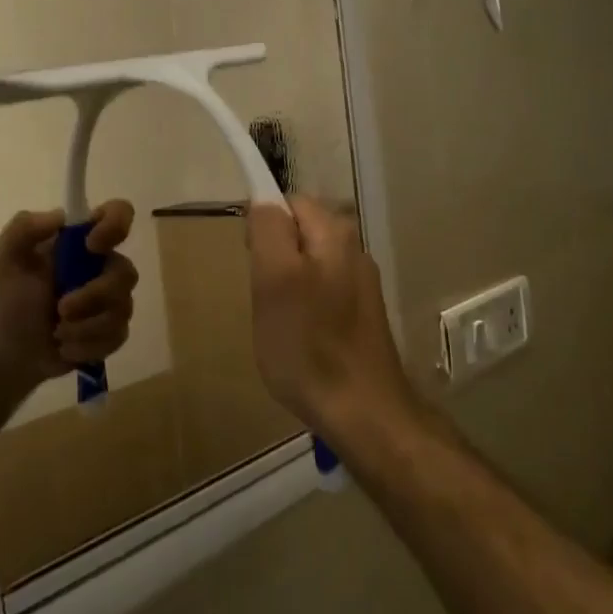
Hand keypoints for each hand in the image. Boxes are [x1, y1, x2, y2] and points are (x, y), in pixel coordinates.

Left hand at [0, 201, 138, 438]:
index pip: (118, 213)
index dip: (116, 224)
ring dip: (84, 326)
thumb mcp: (2, 259)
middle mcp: (104, 266)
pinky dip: (86, 345)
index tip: (92, 245)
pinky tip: (65, 347)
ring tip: (58, 333)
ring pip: (122, 308)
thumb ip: (22, 229)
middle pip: (126, 272)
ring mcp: (114, 300)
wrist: (12, 351)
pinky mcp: (115, 331)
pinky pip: (117, 336)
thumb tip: (60, 216)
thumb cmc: (10, 299)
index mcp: (81, 241)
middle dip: (93, 295)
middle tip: (61, 309)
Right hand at [247, 196, 411, 432]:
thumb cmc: (308, 346)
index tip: (249, 261)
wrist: (363, 412)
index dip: (261, 225)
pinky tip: (299, 337)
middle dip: (272, 257)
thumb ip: (268, 231)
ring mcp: (360, 284)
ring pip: (307, 265)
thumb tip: (263, 201)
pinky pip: (319, 292)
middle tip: (262, 296)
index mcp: (334, 234)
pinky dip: (302, 306)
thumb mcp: (275, 281)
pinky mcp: (360, 314)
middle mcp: (353, 250)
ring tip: (278, 321)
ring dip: (286, 284)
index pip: (287, 202)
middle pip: (298, 233)